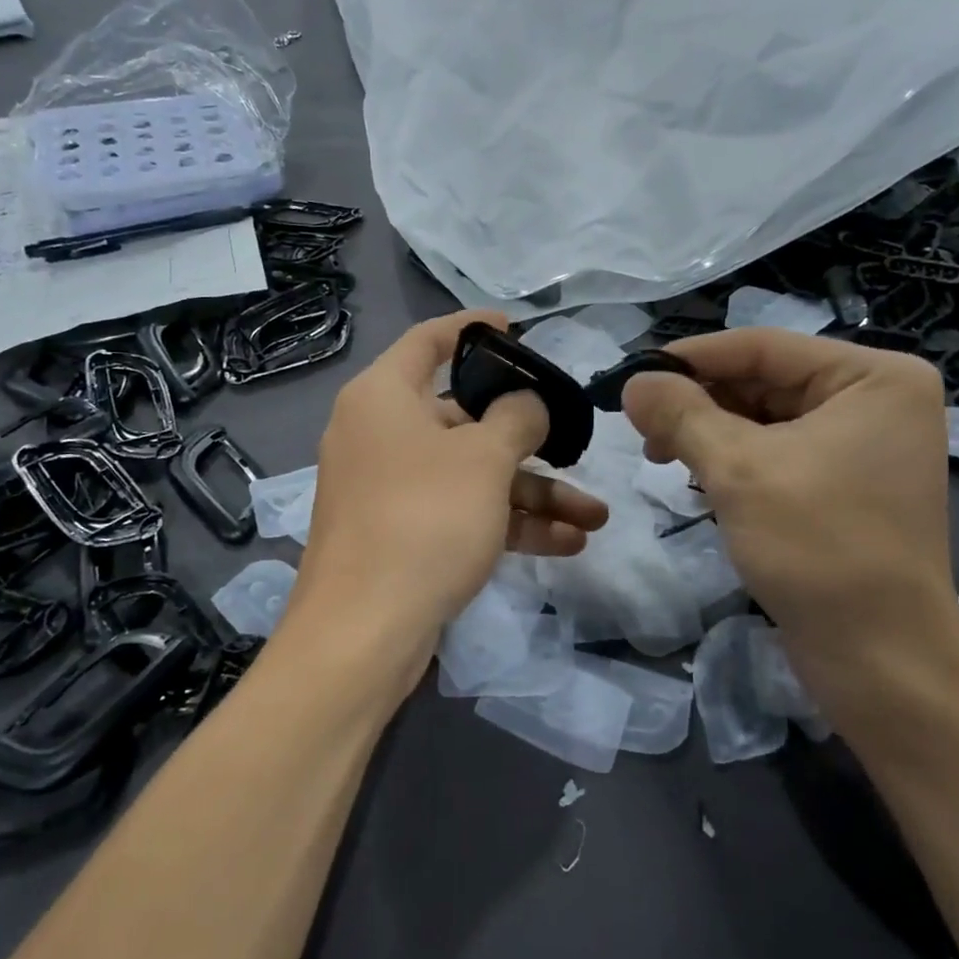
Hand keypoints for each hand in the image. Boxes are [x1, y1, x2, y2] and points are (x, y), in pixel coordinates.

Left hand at [293, 311, 608, 657]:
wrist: (364, 630)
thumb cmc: (424, 518)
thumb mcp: (484, 458)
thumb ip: (517, 418)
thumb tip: (526, 404)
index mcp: (384, 396)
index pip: (430, 341)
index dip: (473, 328)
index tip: (517, 327)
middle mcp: (380, 434)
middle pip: (462, 417)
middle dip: (527, 438)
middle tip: (573, 442)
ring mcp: (389, 488)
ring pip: (470, 474)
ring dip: (532, 493)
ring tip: (594, 516)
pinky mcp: (401, 533)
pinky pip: (460, 512)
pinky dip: (507, 523)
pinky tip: (567, 542)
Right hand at [622, 329, 958, 724]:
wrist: (880, 660)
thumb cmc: (818, 548)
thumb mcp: (738, 470)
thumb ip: (681, 414)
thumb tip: (633, 382)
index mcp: (874, 377)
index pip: (763, 347)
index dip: (690, 358)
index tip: (632, 377)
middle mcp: (878, 400)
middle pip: (764, 380)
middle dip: (700, 402)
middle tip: (642, 429)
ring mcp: (867, 444)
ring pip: (767, 418)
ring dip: (711, 433)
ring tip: (662, 456)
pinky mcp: (849, 484)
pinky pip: (780, 452)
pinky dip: (735, 460)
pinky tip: (698, 478)